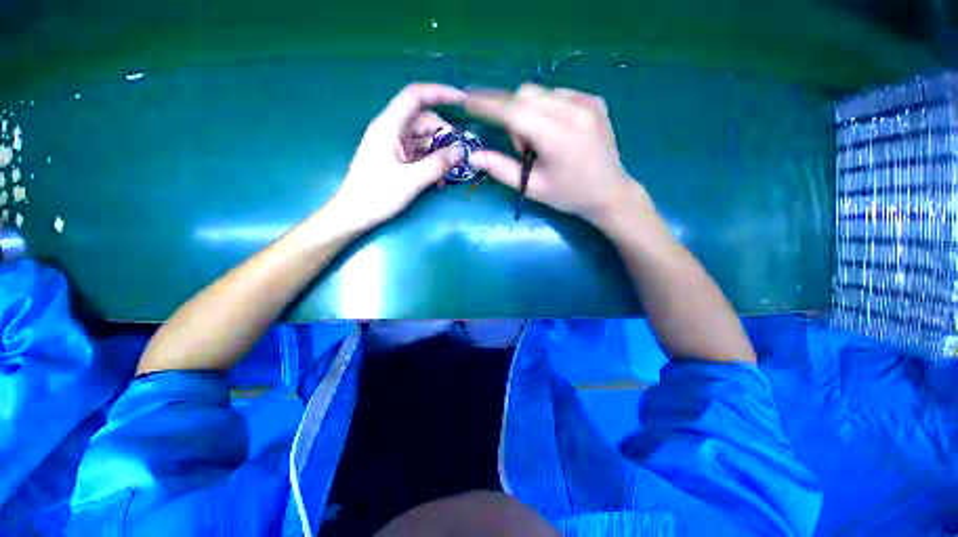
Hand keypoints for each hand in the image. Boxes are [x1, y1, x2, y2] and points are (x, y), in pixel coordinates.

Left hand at [329, 83, 465, 229]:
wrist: (354, 214)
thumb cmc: (377, 195)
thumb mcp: (411, 181)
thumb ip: (438, 165)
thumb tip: (461, 152)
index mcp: (389, 126)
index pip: (415, 97)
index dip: (440, 93)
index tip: (462, 101)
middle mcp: (392, 131)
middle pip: (424, 121)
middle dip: (445, 134)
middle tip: (462, 153)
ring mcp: (394, 146)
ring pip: (424, 139)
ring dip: (440, 152)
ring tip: (453, 170)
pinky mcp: (397, 160)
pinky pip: (420, 154)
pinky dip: (432, 162)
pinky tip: (440, 178)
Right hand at [466, 84, 649, 227]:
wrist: (610, 192)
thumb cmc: (568, 196)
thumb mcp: (532, 188)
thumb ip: (501, 169)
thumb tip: (474, 156)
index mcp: (558, 138)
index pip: (514, 111)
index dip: (488, 105)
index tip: (467, 100)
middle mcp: (574, 112)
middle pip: (525, 95)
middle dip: (511, 114)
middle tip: (521, 147)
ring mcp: (588, 102)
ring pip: (540, 92)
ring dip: (528, 112)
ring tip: (540, 142)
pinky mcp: (595, 100)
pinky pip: (558, 94)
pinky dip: (546, 108)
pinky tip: (555, 131)